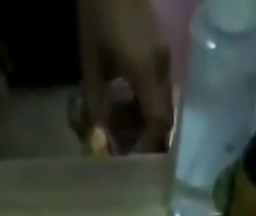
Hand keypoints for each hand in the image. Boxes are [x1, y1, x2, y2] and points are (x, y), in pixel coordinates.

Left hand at [79, 0, 173, 151]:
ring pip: (159, 105)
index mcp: (149, 72)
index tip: (128, 160)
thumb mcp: (92, 66)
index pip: (159, 124)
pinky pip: (154, 89)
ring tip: (117, 128)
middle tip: (122, 150)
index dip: (146, 147)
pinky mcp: (156, 51)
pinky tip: (121, 105)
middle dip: (144, 139)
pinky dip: (140, 105)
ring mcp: (162, 58)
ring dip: (141, 122)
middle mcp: (162, 69)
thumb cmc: (98, 12)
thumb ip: (96, 109)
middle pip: (163, 118)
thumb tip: (98, 148)